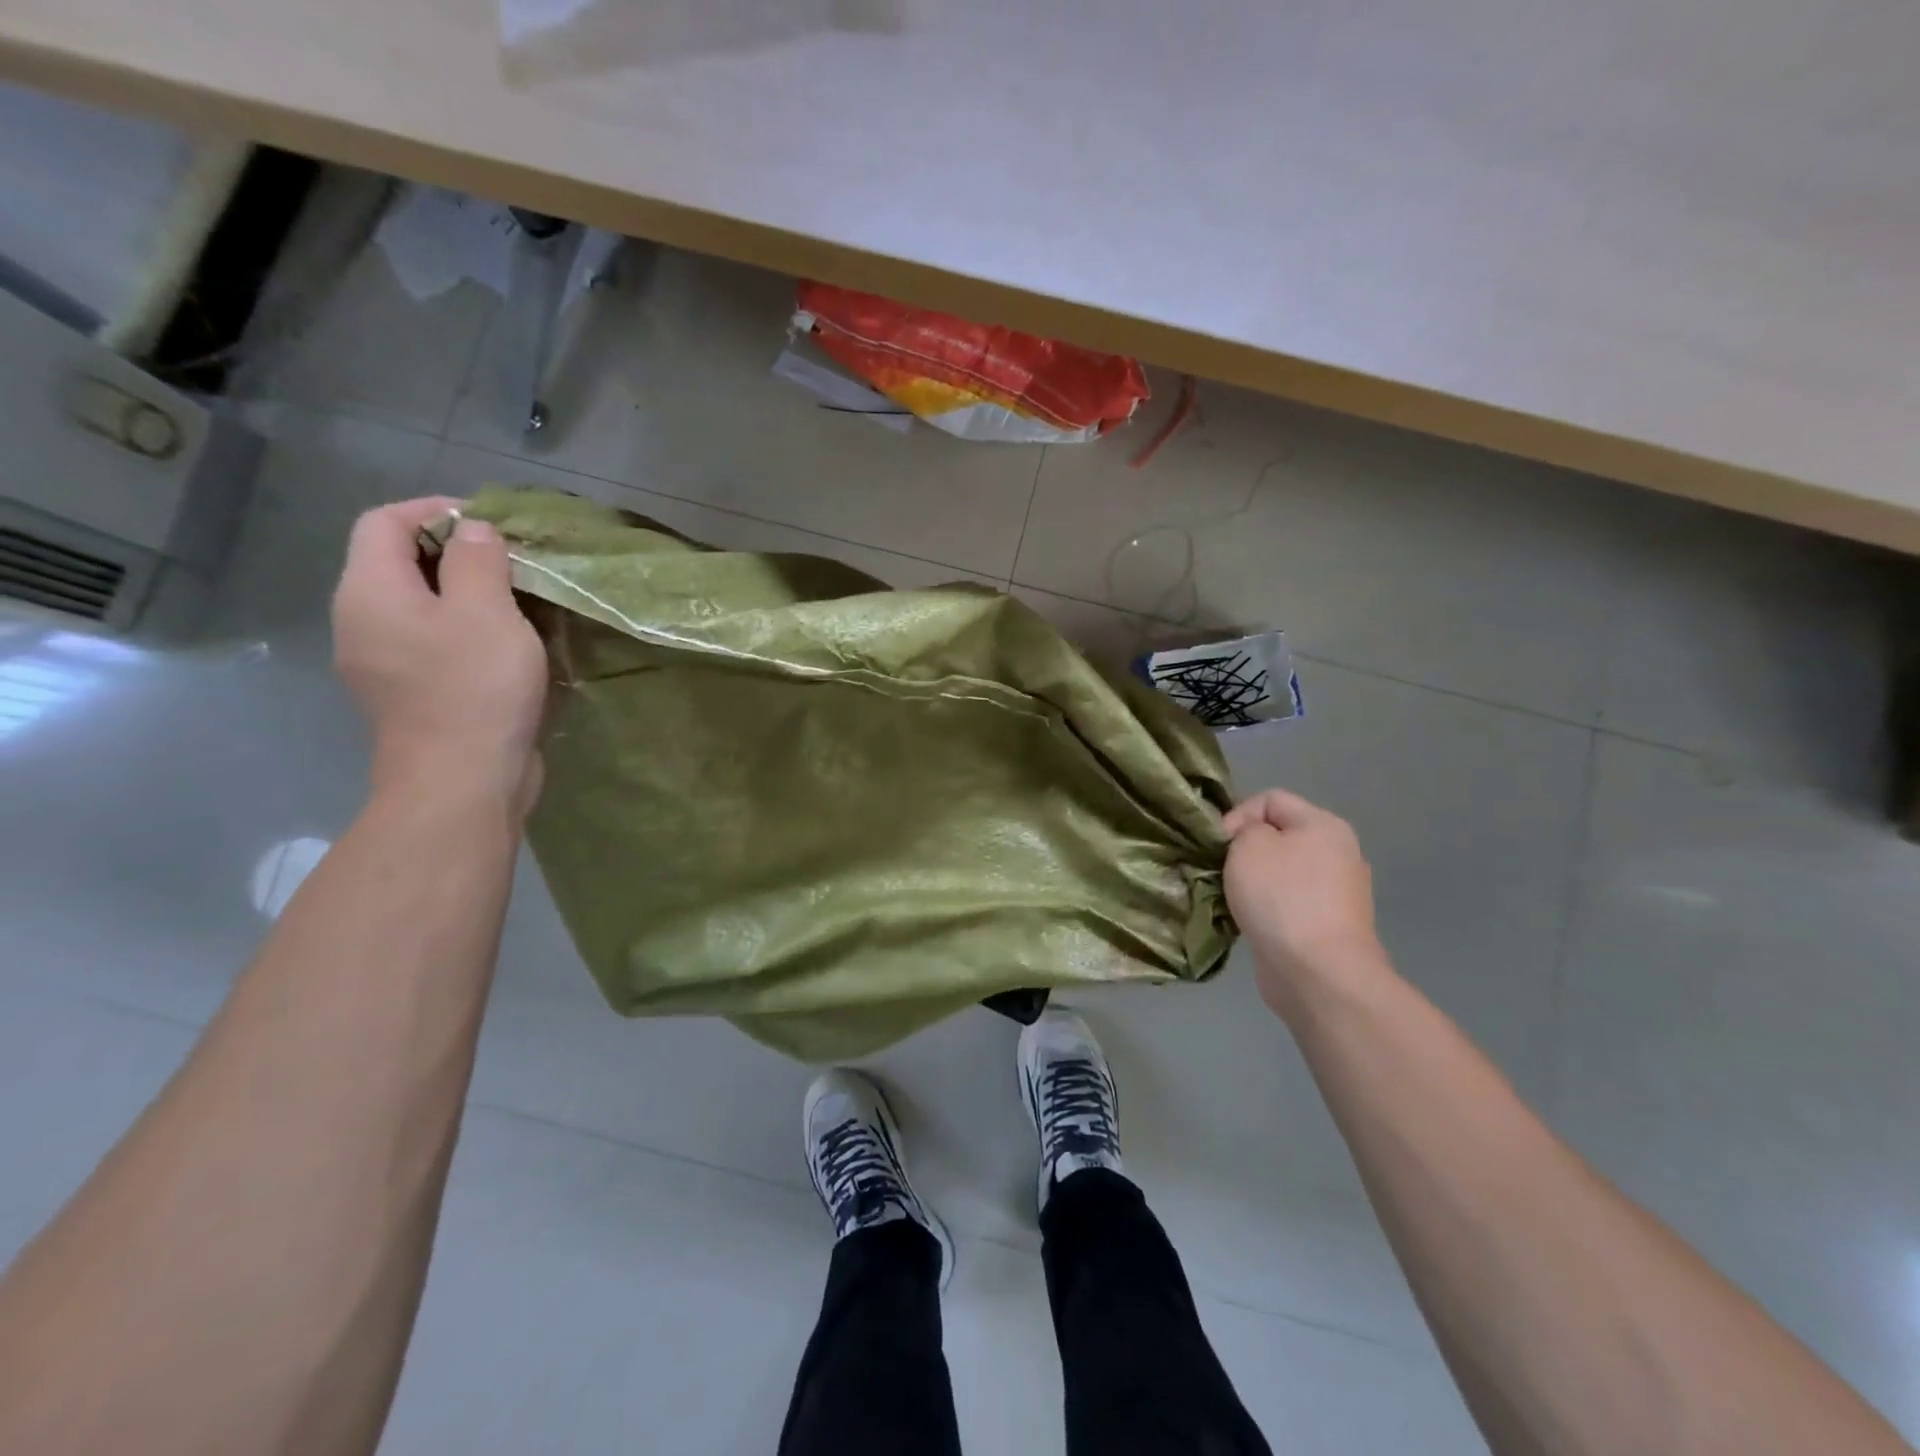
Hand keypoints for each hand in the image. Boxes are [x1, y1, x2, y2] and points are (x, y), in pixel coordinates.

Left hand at [332, 499, 548, 817]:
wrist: (461, 783)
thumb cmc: (474, 689)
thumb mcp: (487, 612)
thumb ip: (478, 561)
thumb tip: (474, 532)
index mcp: (371, 592)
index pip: (386, 522)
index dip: (438, 510)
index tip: (495, 526)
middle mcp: (363, 621)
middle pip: (400, 562)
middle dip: (458, 553)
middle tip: (516, 564)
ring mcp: (383, 662)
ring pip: (420, 605)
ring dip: (468, 594)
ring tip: (521, 602)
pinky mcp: (410, 693)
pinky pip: (432, 642)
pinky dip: (467, 630)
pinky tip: (509, 647)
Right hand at [1222, 789, 1385, 1018]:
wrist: (1319, 973)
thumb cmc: (1282, 898)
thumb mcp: (1249, 845)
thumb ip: (1243, 829)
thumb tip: (1248, 842)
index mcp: (1324, 825)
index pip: (1270, 800)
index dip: (1237, 816)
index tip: (1219, 846)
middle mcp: (1337, 854)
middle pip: (1277, 837)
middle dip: (1243, 852)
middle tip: (1220, 872)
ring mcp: (1335, 894)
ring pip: (1279, 873)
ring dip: (1250, 883)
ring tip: (1230, 899)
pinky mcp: (1326, 927)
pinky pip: (1285, 904)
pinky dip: (1265, 910)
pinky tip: (1248, 922)